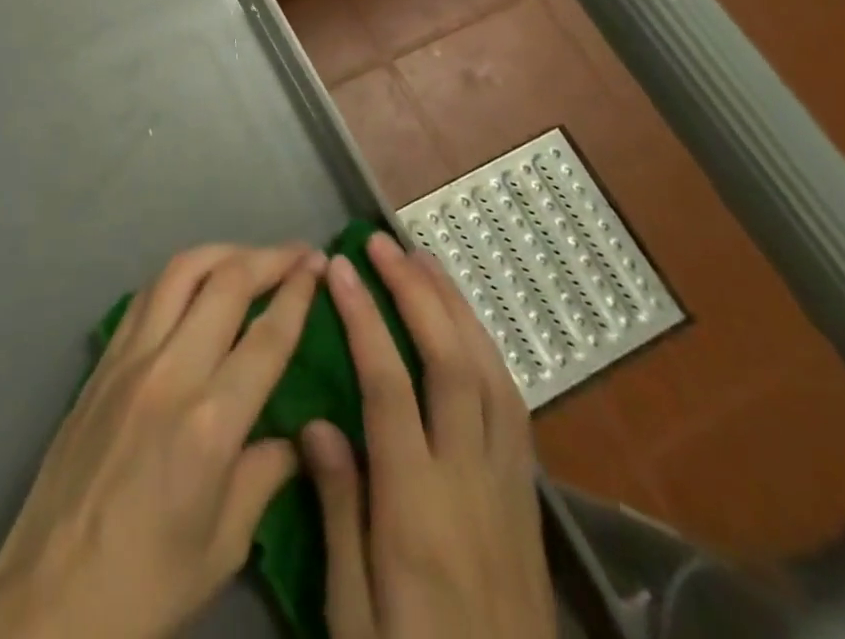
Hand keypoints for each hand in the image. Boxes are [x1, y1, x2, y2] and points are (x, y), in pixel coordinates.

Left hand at [0, 243, 327, 638]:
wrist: (51, 592)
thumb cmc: (147, 581)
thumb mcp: (224, 545)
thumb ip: (265, 476)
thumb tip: (297, 436)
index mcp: (210, 423)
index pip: (266, 336)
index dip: (298, 294)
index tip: (320, 265)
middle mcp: (170, 371)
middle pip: (225, 284)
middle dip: (268, 258)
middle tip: (298, 252)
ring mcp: (129, 357)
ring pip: (179, 272)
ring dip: (222, 253)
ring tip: (251, 256)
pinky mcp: (102, 359)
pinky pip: (146, 295)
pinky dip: (180, 275)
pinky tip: (196, 281)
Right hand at [302, 232, 553, 638]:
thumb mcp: (353, 616)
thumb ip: (337, 513)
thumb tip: (316, 422)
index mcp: (418, 508)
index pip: (389, 386)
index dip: (364, 317)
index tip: (338, 267)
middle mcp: (471, 481)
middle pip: (451, 364)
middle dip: (416, 292)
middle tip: (382, 243)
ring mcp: (509, 487)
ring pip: (491, 374)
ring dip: (457, 308)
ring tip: (425, 261)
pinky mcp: (529, 499)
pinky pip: (513, 405)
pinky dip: (487, 349)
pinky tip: (466, 328)